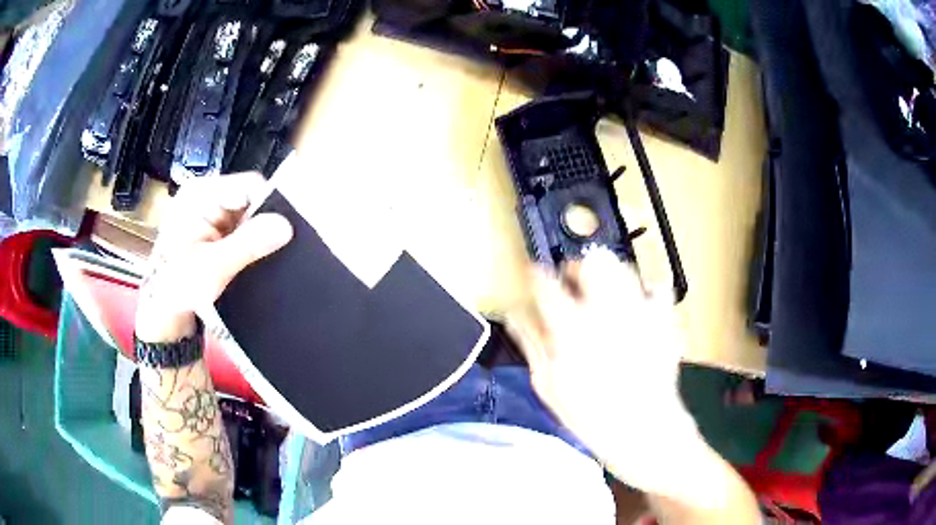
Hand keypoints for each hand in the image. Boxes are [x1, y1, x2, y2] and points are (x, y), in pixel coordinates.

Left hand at [135, 173, 292, 342]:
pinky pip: (240, 228)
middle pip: (250, 199)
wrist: (162, 310)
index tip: (281, 234)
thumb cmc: (176, 287)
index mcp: (200, 194)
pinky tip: (243, 260)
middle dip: (260, 225)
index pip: (249, 185)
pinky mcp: (213, 227)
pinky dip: (246, 244)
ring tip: (252, 259)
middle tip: (263, 254)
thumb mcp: (213, 267)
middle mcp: (205, 195)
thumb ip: (248, 244)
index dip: (270, 207)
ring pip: (248, 215)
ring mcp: (209, 211)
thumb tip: (284, 226)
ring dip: (253, 238)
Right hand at [508, 247, 699, 497]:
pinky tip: (638, 303)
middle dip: (577, 266)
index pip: (547, 285)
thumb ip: (532, 343)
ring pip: (622, 267)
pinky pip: (657, 288)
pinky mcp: (662, 319)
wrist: (644, 430)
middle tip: (572, 281)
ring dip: (608, 272)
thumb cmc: (590, 415)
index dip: (537, 276)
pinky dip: (647, 289)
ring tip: (602, 291)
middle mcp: (605, 311)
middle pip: (590, 263)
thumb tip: (515, 315)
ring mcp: (638, 312)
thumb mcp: (549, 385)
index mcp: (571, 329)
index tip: (535, 277)